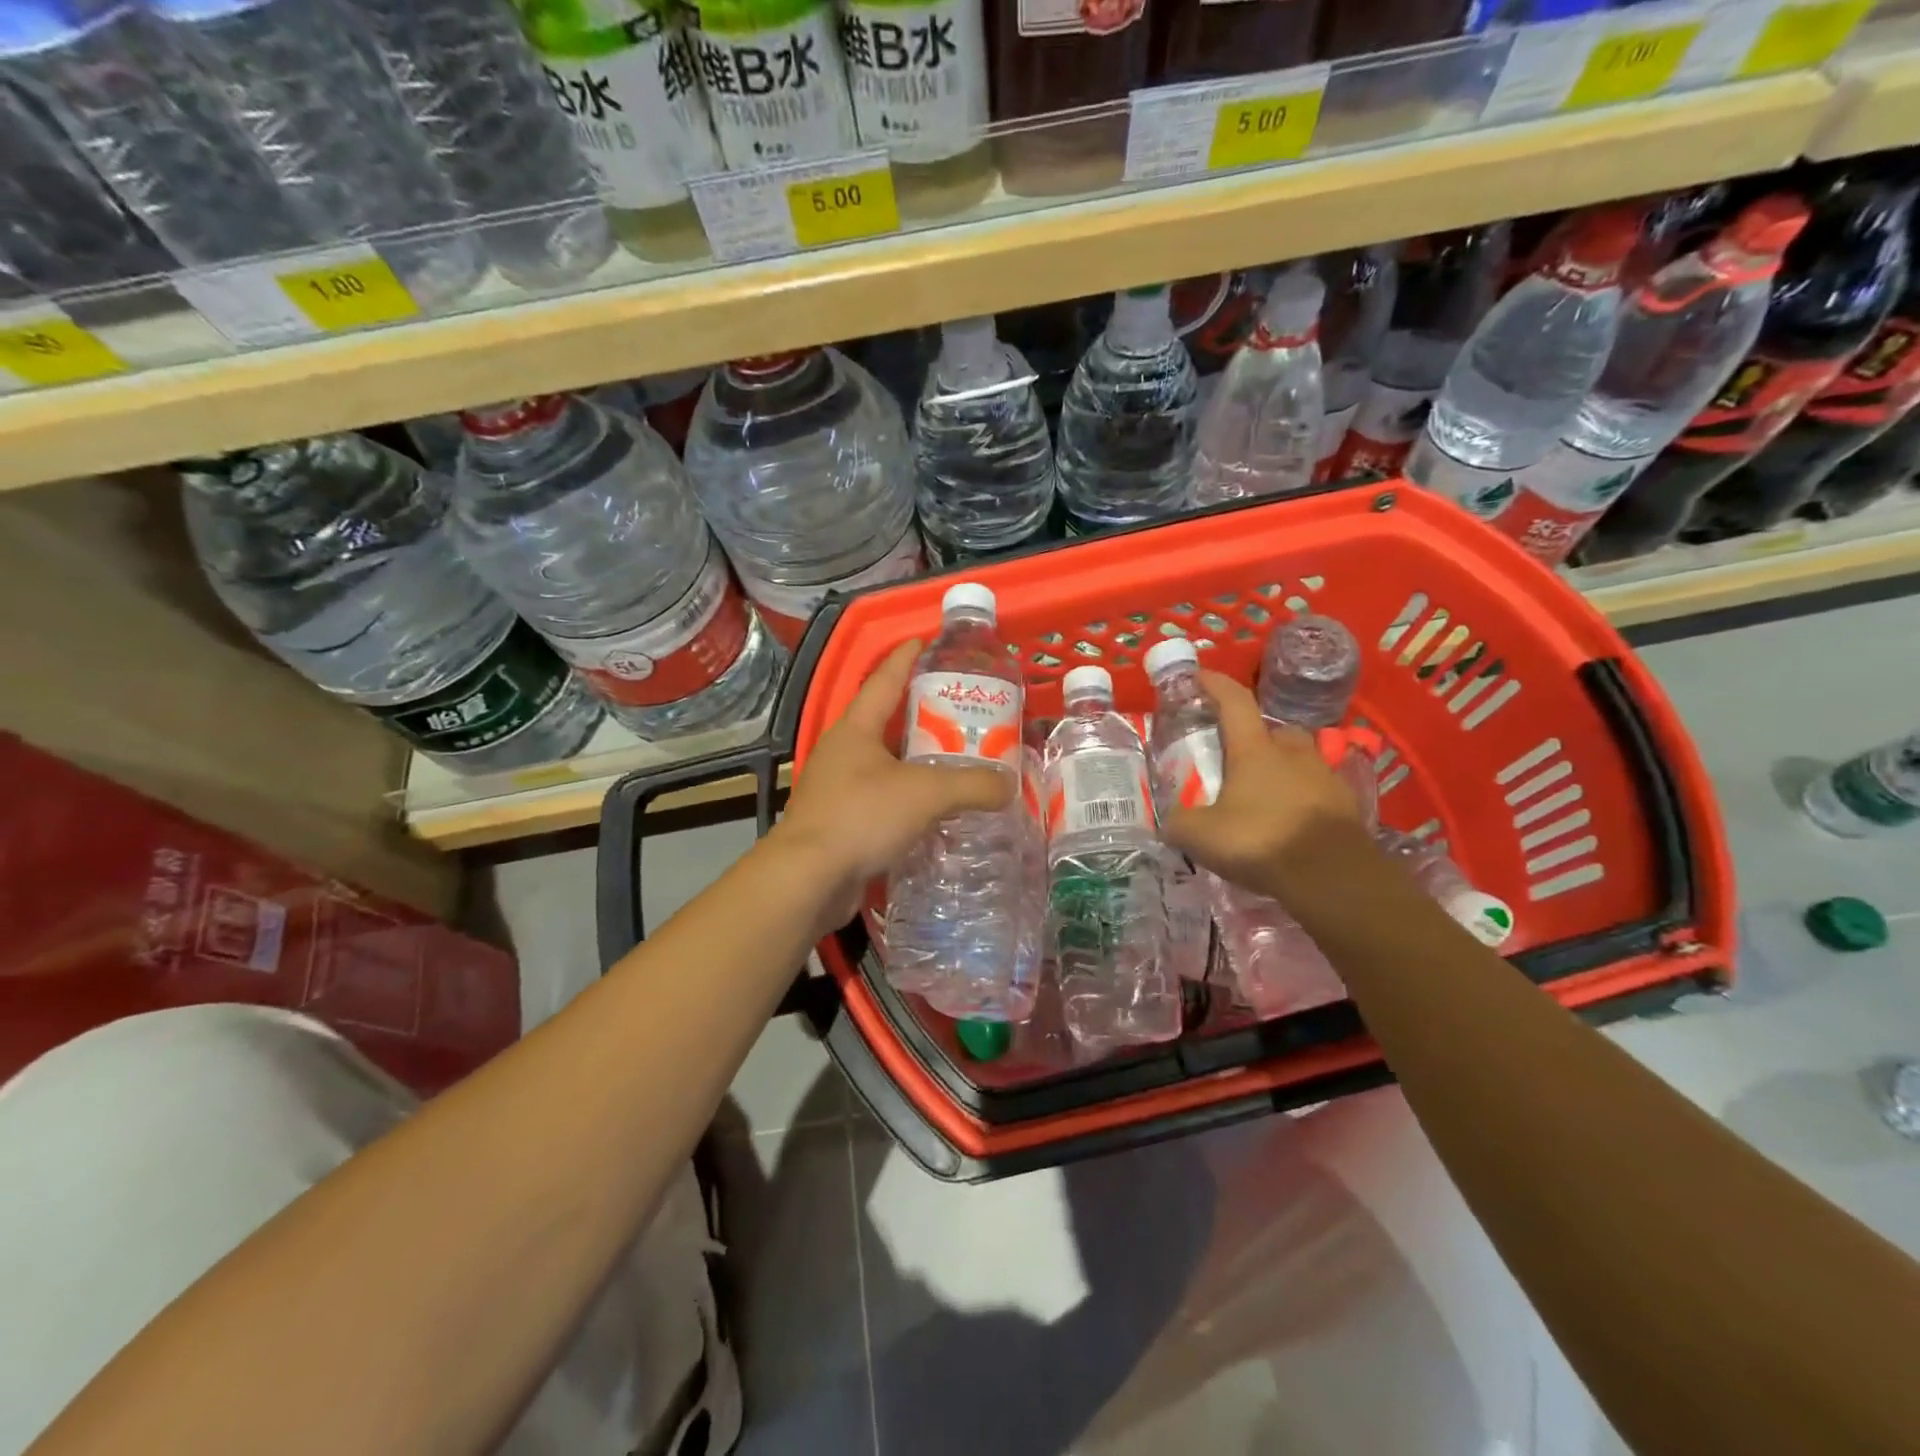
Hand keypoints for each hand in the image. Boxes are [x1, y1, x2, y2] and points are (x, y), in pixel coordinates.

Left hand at [771, 639, 1013, 925]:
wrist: (808, 879)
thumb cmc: (861, 816)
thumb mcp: (925, 793)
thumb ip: (972, 785)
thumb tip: (1008, 785)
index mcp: (855, 729)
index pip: (884, 681)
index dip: (905, 658)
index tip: (924, 640)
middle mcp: (843, 753)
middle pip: (886, 724)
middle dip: (922, 716)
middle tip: (962, 712)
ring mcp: (837, 789)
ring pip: (886, 766)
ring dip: (917, 763)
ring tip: (957, 762)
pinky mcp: (840, 823)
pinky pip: (882, 801)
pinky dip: (908, 800)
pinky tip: (935, 811)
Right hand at [1161, 670, 1364, 899]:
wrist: (1332, 876)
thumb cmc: (1260, 841)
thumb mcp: (1200, 836)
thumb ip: (1178, 822)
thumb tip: (1168, 820)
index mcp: (1254, 749)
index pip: (1234, 701)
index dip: (1215, 684)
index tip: (1199, 676)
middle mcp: (1292, 752)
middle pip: (1273, 729)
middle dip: (1254, 735)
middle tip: (1236, 754)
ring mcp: (1324, 776)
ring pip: (1300, 757)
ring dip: (1282, 765)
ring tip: (1263, 791)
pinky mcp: (1345, 803)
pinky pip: (1318, 789)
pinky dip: (1302, 796)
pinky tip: (1289, 819)